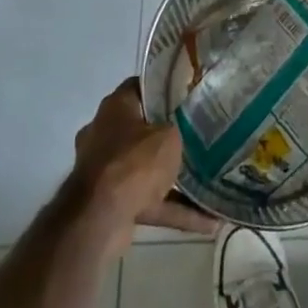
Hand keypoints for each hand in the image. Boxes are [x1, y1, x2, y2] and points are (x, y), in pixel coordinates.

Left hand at [72, 78, 220, 250]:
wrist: (99, 220)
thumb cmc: (135, 162)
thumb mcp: (169, 135)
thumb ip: (176, 129)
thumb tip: (177, 132)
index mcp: (115, 107)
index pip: (140, 87)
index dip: (164, 89)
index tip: (187, 95)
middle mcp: (105, 134)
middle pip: (141, 128)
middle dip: (167, 136)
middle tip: (198, 135)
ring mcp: (105, 171)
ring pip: (146, 169)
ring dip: (173, 178)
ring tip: (207, 181)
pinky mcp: (111, 204)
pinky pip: (149, 202)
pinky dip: (174, 210)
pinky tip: (207, 219)